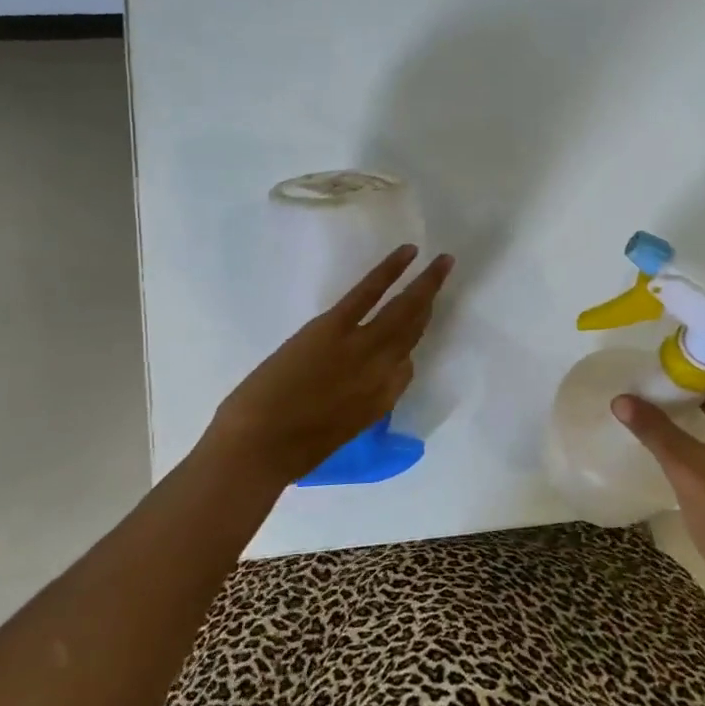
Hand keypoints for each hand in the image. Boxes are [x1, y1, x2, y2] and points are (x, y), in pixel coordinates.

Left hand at [200, 245, 454, 489]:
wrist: (258, 448)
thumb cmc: (289, 453)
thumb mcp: (336, 434)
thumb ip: (355, 405)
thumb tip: (356, 381)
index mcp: (381, 403)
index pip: (405, 369)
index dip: (405, 351)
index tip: (402, 338)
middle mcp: (383, 371)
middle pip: (414, 331)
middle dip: (431, 302)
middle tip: (445, 276)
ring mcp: (362, 346)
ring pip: (404, 310)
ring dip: (426, 283)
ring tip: (442, 262)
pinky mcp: (335, 327)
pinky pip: (370, 292)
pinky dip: (391, 269)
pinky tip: (408, 253)